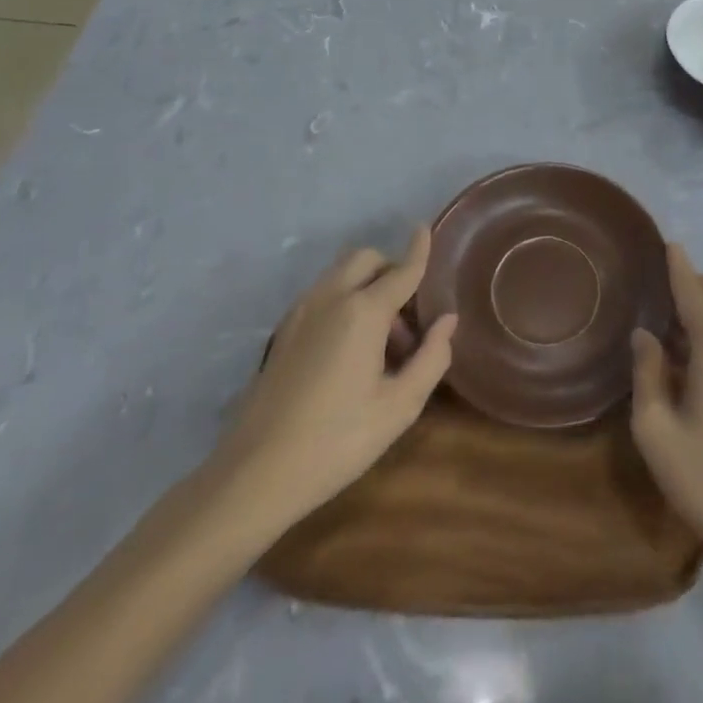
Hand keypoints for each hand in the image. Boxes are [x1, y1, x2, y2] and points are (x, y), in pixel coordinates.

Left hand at [200, 229, 455, 548]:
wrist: (255, 475)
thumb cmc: (337, 441)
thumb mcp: (398, 407)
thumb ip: (431, 358)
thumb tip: (447, 321)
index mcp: (363, 312)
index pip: (401, 270)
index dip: (418, 249)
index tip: (425, 227)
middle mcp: (330, 299)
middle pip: (366, 259)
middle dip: (391, 270)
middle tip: (408, 319)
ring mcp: (301, 313)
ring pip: (341, 274)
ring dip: (368, 287)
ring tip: (381, 344)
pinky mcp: (283, 331)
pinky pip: (323, 295)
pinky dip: (345, 300)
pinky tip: (350, 350)